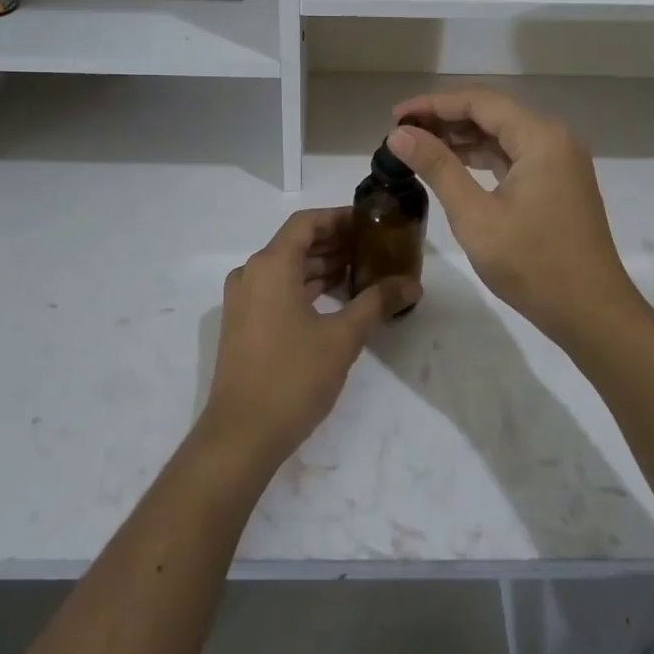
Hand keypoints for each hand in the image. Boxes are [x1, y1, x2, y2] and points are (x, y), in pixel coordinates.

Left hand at [201, 208, 420, 469]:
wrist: (241, 435)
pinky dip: (305, 287)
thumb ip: (377, 303)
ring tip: (361, 271)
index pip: (306, 222)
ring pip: (286, 269)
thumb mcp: (342, 337)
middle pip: (296, 243)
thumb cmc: (292, 377)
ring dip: (321, 266)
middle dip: (334, 242)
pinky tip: (335, 300)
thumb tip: (411, 284)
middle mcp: (251, 274)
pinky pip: (277, 290)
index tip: (370, 222)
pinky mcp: (243, 324)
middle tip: (374, 247)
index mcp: (270, 265)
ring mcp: (243, 300)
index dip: (339, 218)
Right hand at [388, 89, 645, 349]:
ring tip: (418, 147)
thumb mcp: (475, 216)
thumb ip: (437, 167)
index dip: (433, 104)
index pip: (479, 102)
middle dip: (445, 119)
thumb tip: (400, 134)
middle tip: (401, 133)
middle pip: (492, 113)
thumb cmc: (532, 264)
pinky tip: (453, 166)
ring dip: (462, 138)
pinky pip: (514, 156)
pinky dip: (482, 158)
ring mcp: (559, 162)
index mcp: (540, 138)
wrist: (591, 313)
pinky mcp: (558, 183)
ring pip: (503, 135)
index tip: (395, 116)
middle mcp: (554, 139)